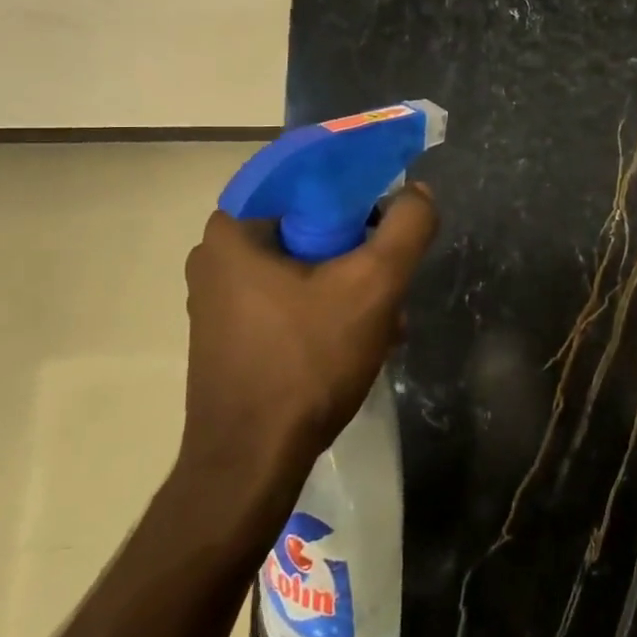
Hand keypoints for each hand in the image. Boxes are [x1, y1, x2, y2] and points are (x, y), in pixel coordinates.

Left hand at [178, 186, 438, 514]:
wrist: (252, 463)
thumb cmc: (307, 362)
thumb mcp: (373, 286)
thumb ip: (406, 228)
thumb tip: (418, 193)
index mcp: (235, 228)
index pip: (305, 173)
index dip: (358, 181)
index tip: (392, 206)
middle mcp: (218, 254)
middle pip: (309, 222)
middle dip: (361, 245)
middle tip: (395, 270)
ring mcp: (220, 297)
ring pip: (304, 263)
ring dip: (352, 281)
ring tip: (388, 317)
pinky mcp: (231, 333)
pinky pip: (290, 296)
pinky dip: (329, 305)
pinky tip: (363, 338)